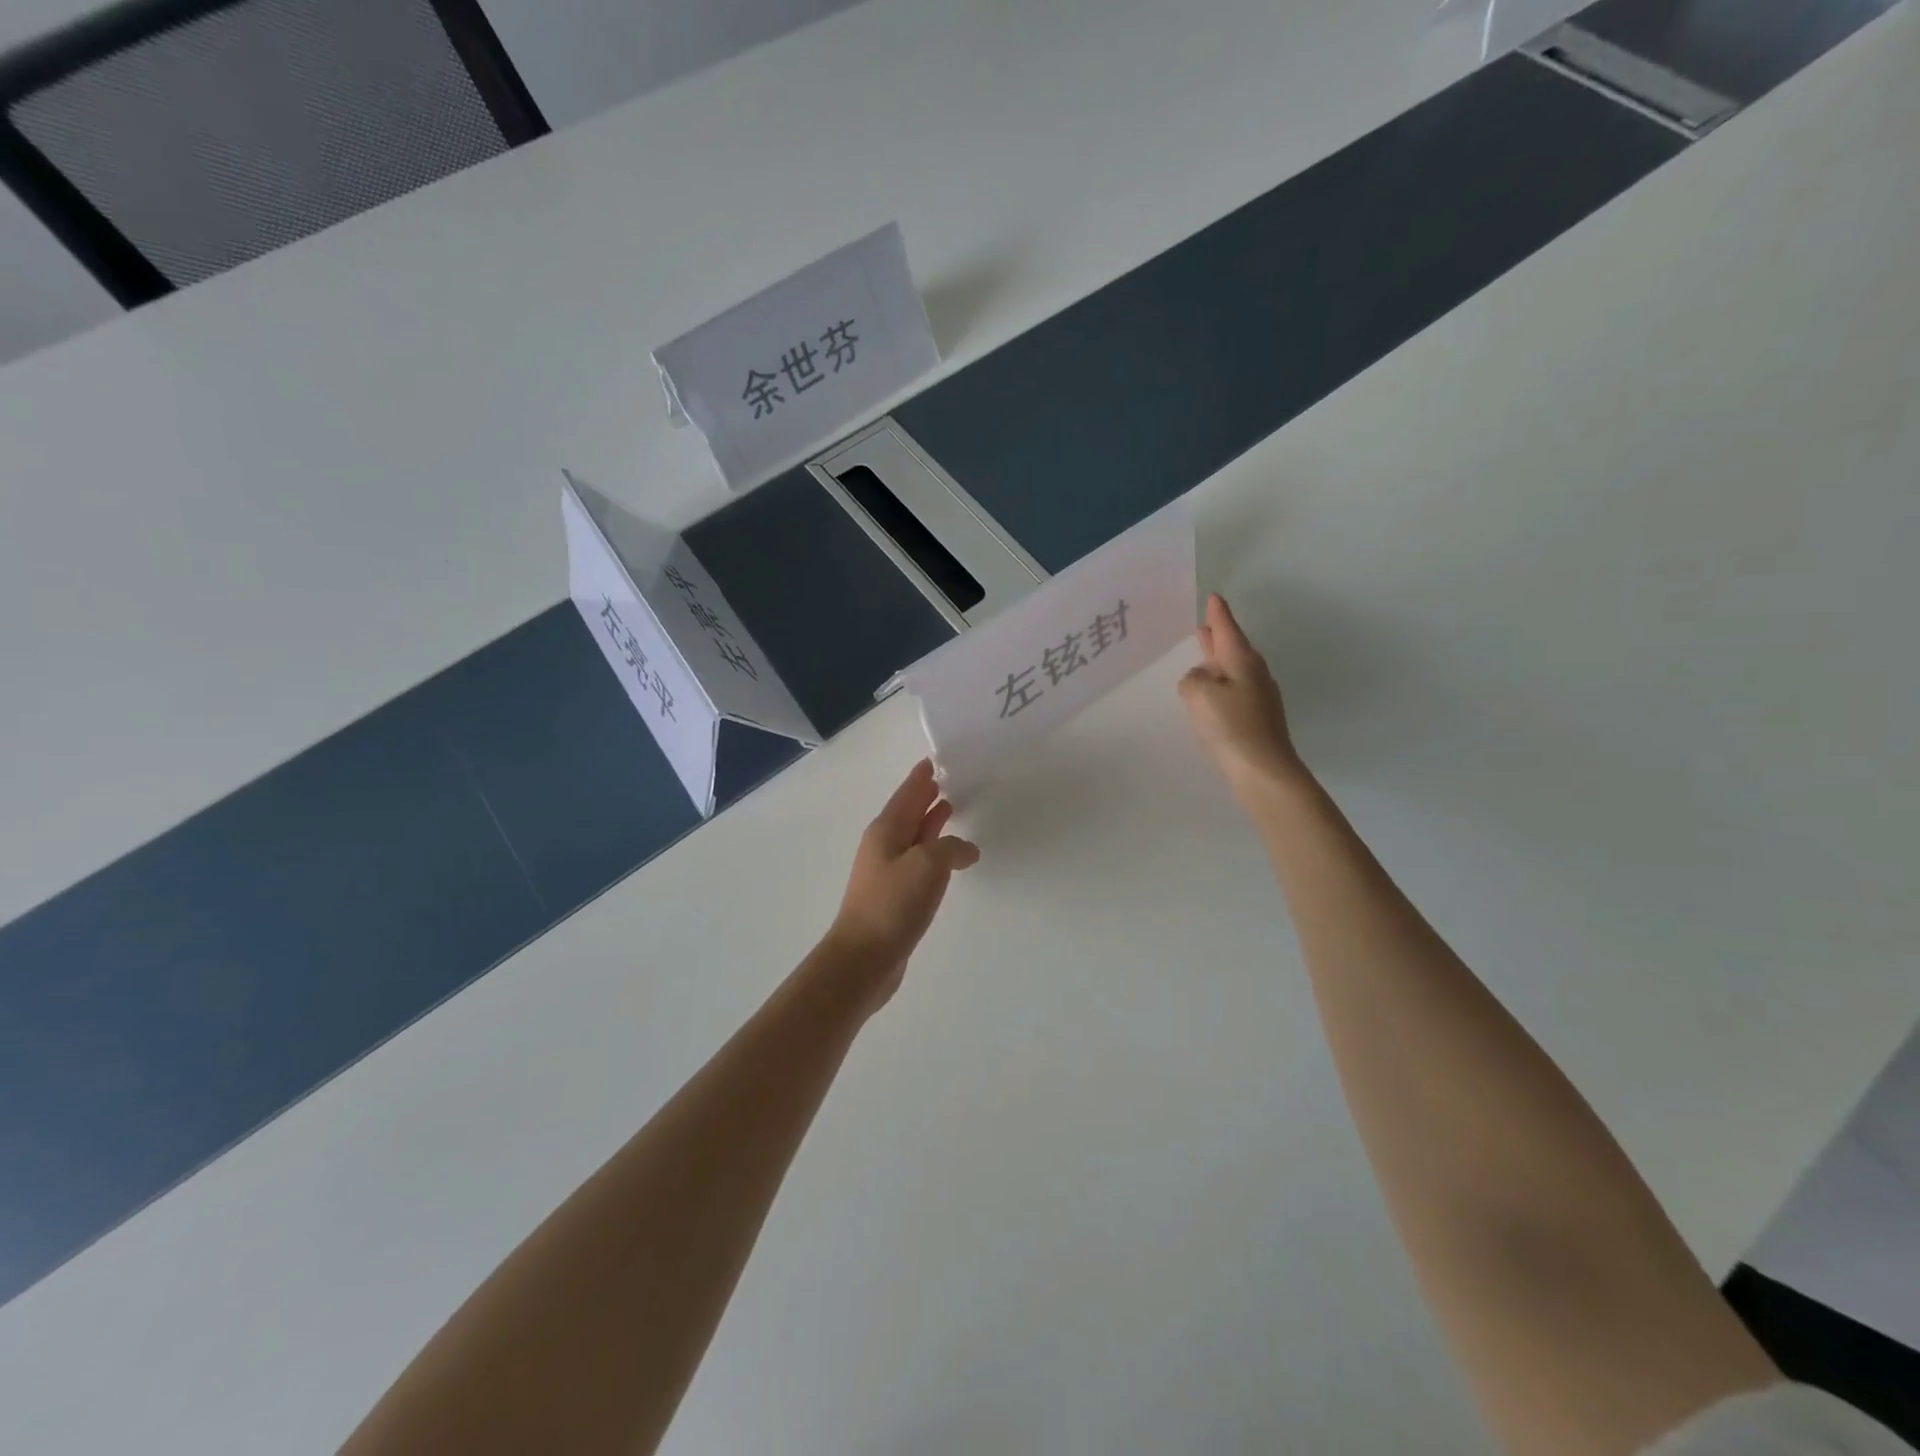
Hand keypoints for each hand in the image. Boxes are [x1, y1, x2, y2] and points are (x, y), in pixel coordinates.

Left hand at [826, 759, 979, 1010]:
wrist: (864, 958)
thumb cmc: (893, 904)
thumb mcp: (928, 865)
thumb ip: (951, 847)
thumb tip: (965, 849)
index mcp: (886, 831)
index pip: (907, 794)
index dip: (921, 777)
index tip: (934, 760)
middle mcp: (884, 846)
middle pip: (909, 813)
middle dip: (927, 797)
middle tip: (949, 780)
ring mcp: (887, 872)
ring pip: (914, 837)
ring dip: (931, 823)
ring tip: (951, 809)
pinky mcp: (895, 896)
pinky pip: (918, 862)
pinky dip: (934, 852)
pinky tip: (950, 860)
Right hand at [1178, 593, 1309, 801]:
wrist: (1264, 771)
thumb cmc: (1232, 726)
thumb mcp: (1200, 695)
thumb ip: (1192, 680)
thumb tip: (1198, 681)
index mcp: (1242, 661)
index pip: (1227, 630)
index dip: (1218, 614)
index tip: (1214, 597)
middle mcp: (1253, 675)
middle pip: (1231, 649)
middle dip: (1217, 639)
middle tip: (1203, 626)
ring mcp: (1257, 699)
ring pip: (1231, 673)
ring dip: (1215, 665)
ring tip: (1199, 661)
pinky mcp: (1255, 721)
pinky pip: (1231, 694)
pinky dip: (1218, 689)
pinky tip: (1207, 699)